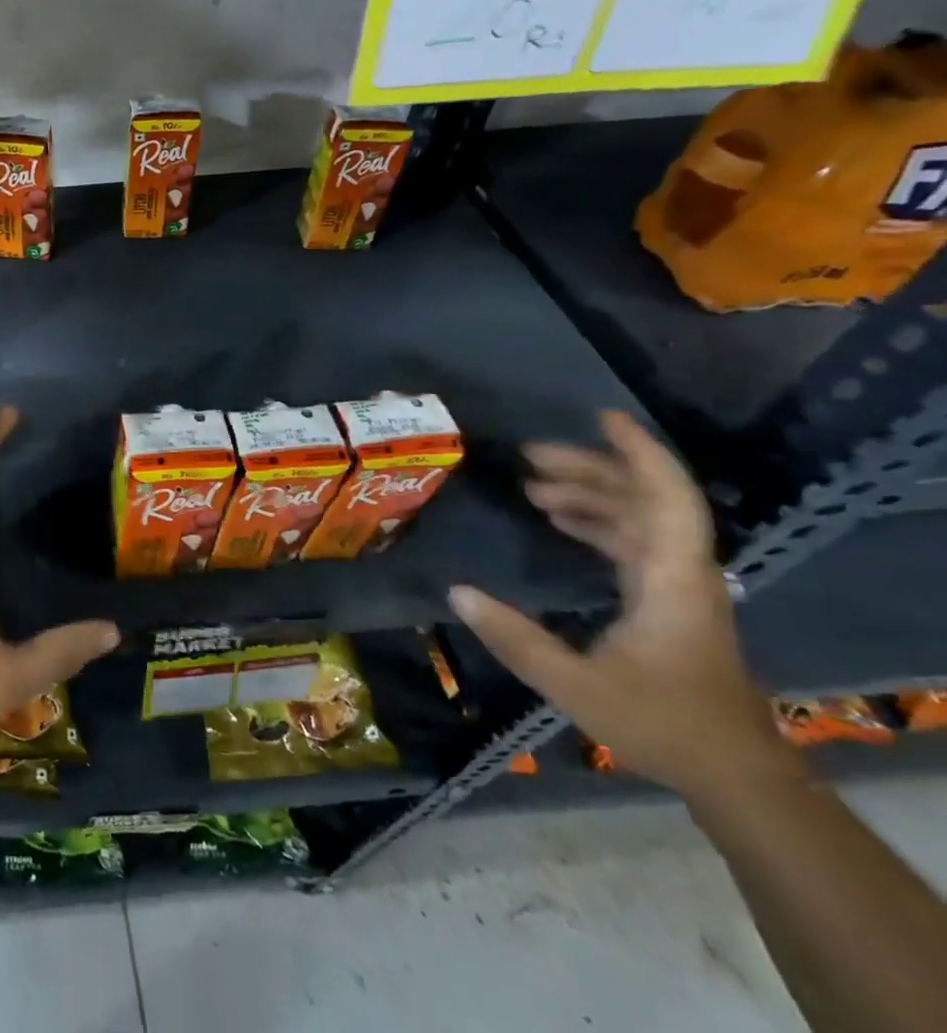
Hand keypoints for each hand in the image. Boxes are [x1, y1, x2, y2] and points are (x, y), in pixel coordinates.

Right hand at [450, 411, 790, 798]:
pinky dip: (596, 520)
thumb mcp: (577, 685)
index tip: (602, 418)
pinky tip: (559, 521)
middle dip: (589, 469)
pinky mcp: (668, 601)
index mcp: (670, 579)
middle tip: (528, 456)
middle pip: (643, 499)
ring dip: (589, 493)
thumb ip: (515, 638)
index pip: (665, 499)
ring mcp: (676, 586)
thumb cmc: (663, 723)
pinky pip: (633, 541)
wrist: (734, 773)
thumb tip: (456, 591)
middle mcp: (679, 571)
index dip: (638, 454)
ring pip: (638, 518)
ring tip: (532, 485)